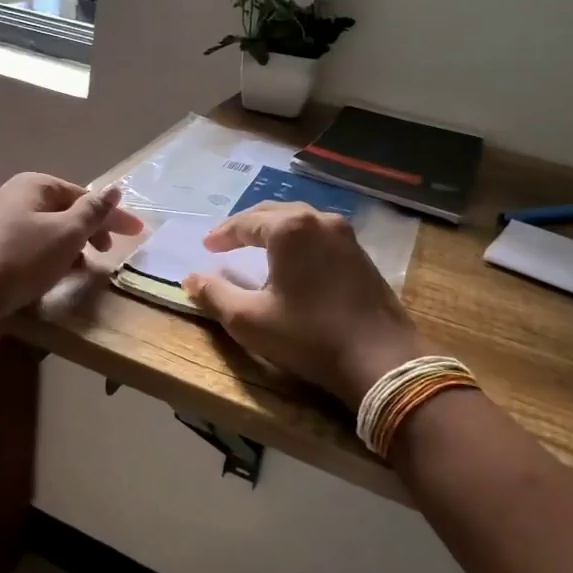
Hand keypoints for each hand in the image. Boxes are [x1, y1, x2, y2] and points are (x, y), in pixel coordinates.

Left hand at [0, 173, 143, 321]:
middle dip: (89, 231)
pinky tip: (50, 276)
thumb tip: (114, 189)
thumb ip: (93, 211)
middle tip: (107, 253)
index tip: (136, 234)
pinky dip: (46, 256)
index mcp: (33, 184)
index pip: (83, 196)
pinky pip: (26, 246)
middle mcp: (10, 195)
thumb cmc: (23, 258)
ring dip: (69, 246)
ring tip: (82, 269)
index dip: (112, 215)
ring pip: (44, 230)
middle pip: (62, 211)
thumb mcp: (67, 234)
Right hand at [181, 202, 423, 409]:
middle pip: (274, 213)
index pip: (246, 222)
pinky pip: (320, 235)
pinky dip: (299, 241)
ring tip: (257, 246)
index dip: (222, 234)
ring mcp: (346, 236)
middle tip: (227, 241)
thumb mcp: (250, 320)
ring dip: (275, 230)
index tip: (207, 246)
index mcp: (290, 229)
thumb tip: (191, 278)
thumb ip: (215, 294)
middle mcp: (319, 221)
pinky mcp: (362, 255)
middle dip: (247, 225)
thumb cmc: (308, 336)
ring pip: (301, 221)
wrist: (381, 360)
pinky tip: (293, 260)